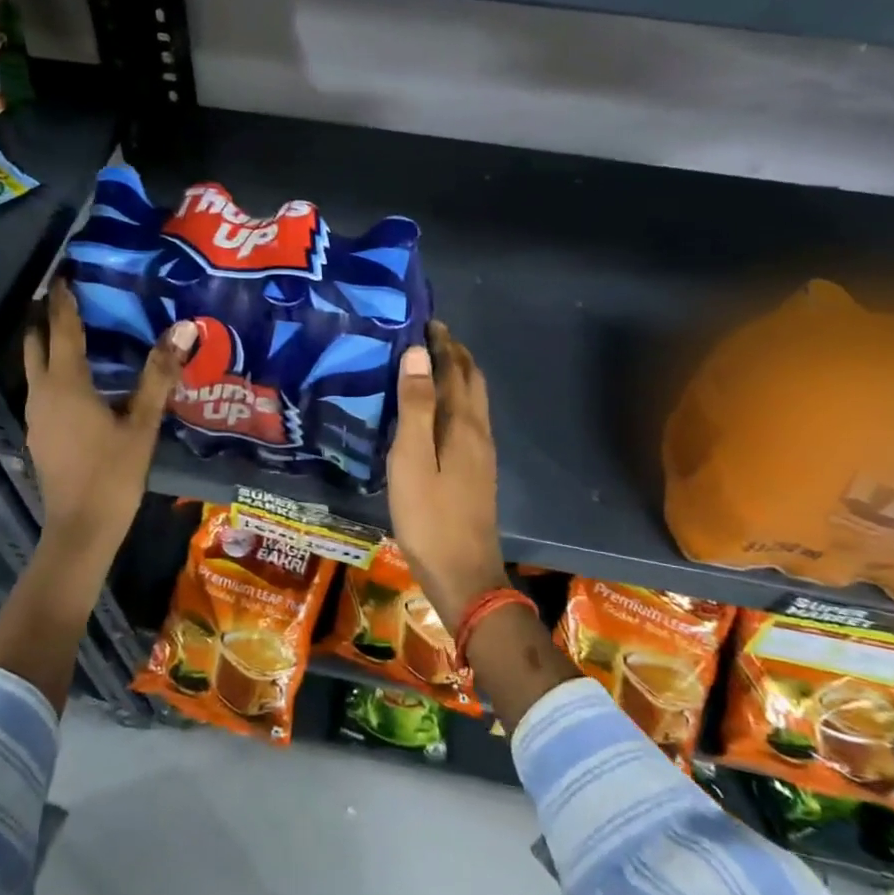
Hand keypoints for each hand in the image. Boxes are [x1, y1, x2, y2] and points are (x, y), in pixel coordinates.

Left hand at [24, 280, 193, 553]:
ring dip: (47, 343)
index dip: (63, 299)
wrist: (80, 529)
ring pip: (35, 367)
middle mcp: (42, 393)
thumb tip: (182, 329)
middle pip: (36, 343)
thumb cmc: (114, 474)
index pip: (62, 328)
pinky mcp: (39, 434)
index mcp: (66, 384)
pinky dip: (52, 370)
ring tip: (71, 328)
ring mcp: (35, 415)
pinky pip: (41, 388)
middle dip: (46, 316)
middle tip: (64, 294)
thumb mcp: (142, 424)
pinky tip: (76, 378)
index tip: (64, 272)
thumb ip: (159, 375)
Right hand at [386, 321, 509, 625]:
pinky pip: (469, 420)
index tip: (424, 320)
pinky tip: (436, 412)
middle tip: (428, 336)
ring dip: (458, 376)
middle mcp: (479, 432)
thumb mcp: (412, 460)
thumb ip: (416, 406)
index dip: (443, 343)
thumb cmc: (429, 516)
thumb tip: (418, 353)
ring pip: (473, 401)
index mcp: (463, 425)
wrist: (463, 574)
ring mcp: (482, 454)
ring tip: (429, 365)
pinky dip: (456, 400)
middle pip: (472, 381)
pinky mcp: (477, 472)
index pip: (456, 369)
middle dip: (455, 354)